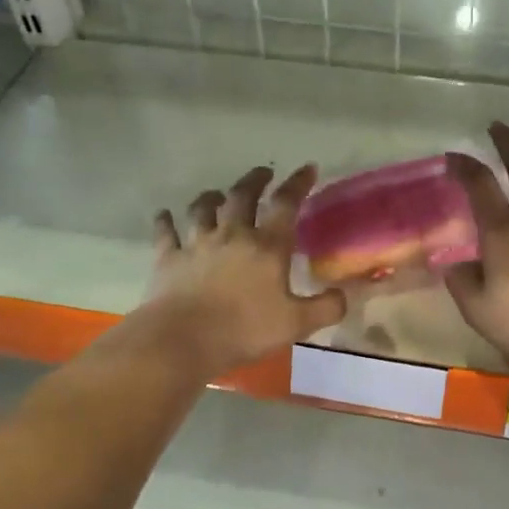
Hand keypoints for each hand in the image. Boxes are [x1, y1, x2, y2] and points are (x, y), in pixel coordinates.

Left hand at [134, 164, 346, 375]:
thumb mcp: (296, 324)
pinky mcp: (168, 258)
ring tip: (216, 194)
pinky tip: (164, 215)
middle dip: (255, 181)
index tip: (307, 168)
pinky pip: (166, 232)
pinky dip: (165, 221)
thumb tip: (343, 296)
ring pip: (203, 208)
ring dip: (211, 197)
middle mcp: (232, 235)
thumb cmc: (244, 329)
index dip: (298, 184)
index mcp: (266, 247)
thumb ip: (325, 308)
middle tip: (263, 174)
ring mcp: (197, 244)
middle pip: (242, 196)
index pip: (286, 205)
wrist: (183, 339)